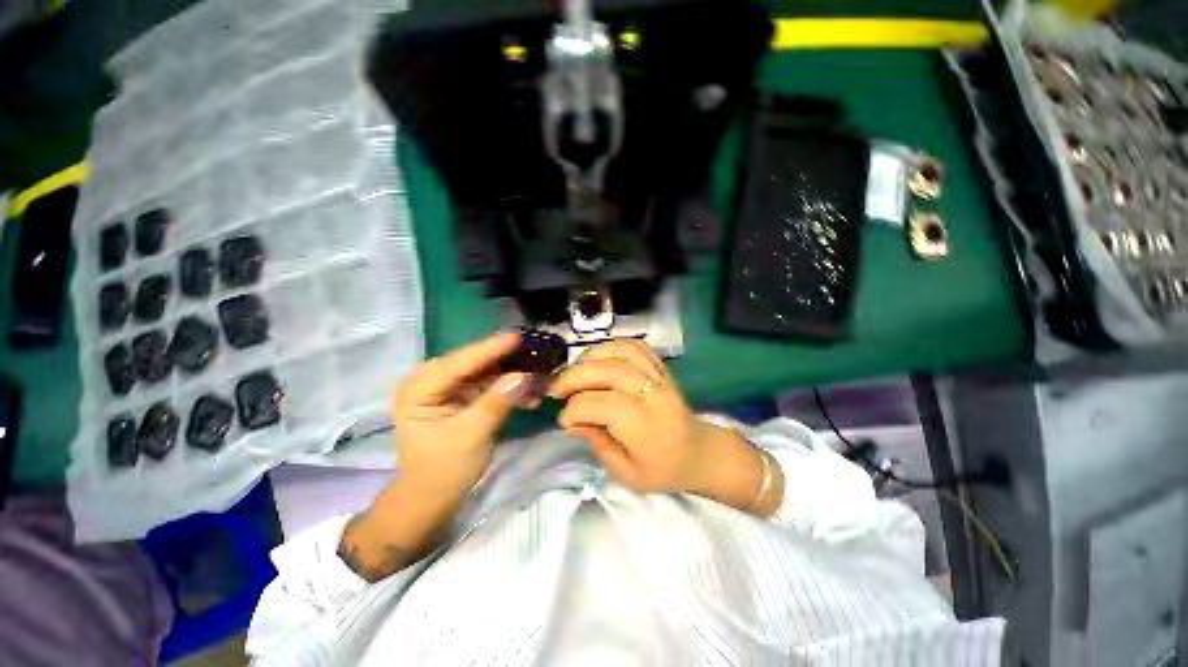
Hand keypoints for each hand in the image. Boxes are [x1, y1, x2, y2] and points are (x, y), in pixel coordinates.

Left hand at [340, 333, 530, 581]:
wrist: (431, 499)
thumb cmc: (444, 470)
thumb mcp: (472, 435)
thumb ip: (497, 401)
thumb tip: (523, 375)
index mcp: (418, 390)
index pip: (460, 362)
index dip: (491, 349)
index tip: (518, 337)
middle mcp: (427, 383)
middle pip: (471, 363)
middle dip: (502, 360)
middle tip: (531, 353)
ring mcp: (442, 390)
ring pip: (480, 373)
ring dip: (507, 375)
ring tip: (535, 376)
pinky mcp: (456, 398)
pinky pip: (483, 386)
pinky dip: (504, 388)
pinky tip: (526, 392)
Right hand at [548, 340, 782, 514]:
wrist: (700, 452)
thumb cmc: (664, 469)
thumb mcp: (627, 473)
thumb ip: (598, 443)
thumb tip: (570, 421)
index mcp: (646, 426)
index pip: (601, 404)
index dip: (574, 410)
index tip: (564, 421)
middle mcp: (653, 394)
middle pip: (608, 371)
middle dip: (574, 377)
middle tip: (555, 389)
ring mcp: (659, 376)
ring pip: (620, 352)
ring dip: (590, 358)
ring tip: (574, 372)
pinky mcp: (661, 367)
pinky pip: (635, 346)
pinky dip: (611, 347)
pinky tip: (597, 359)